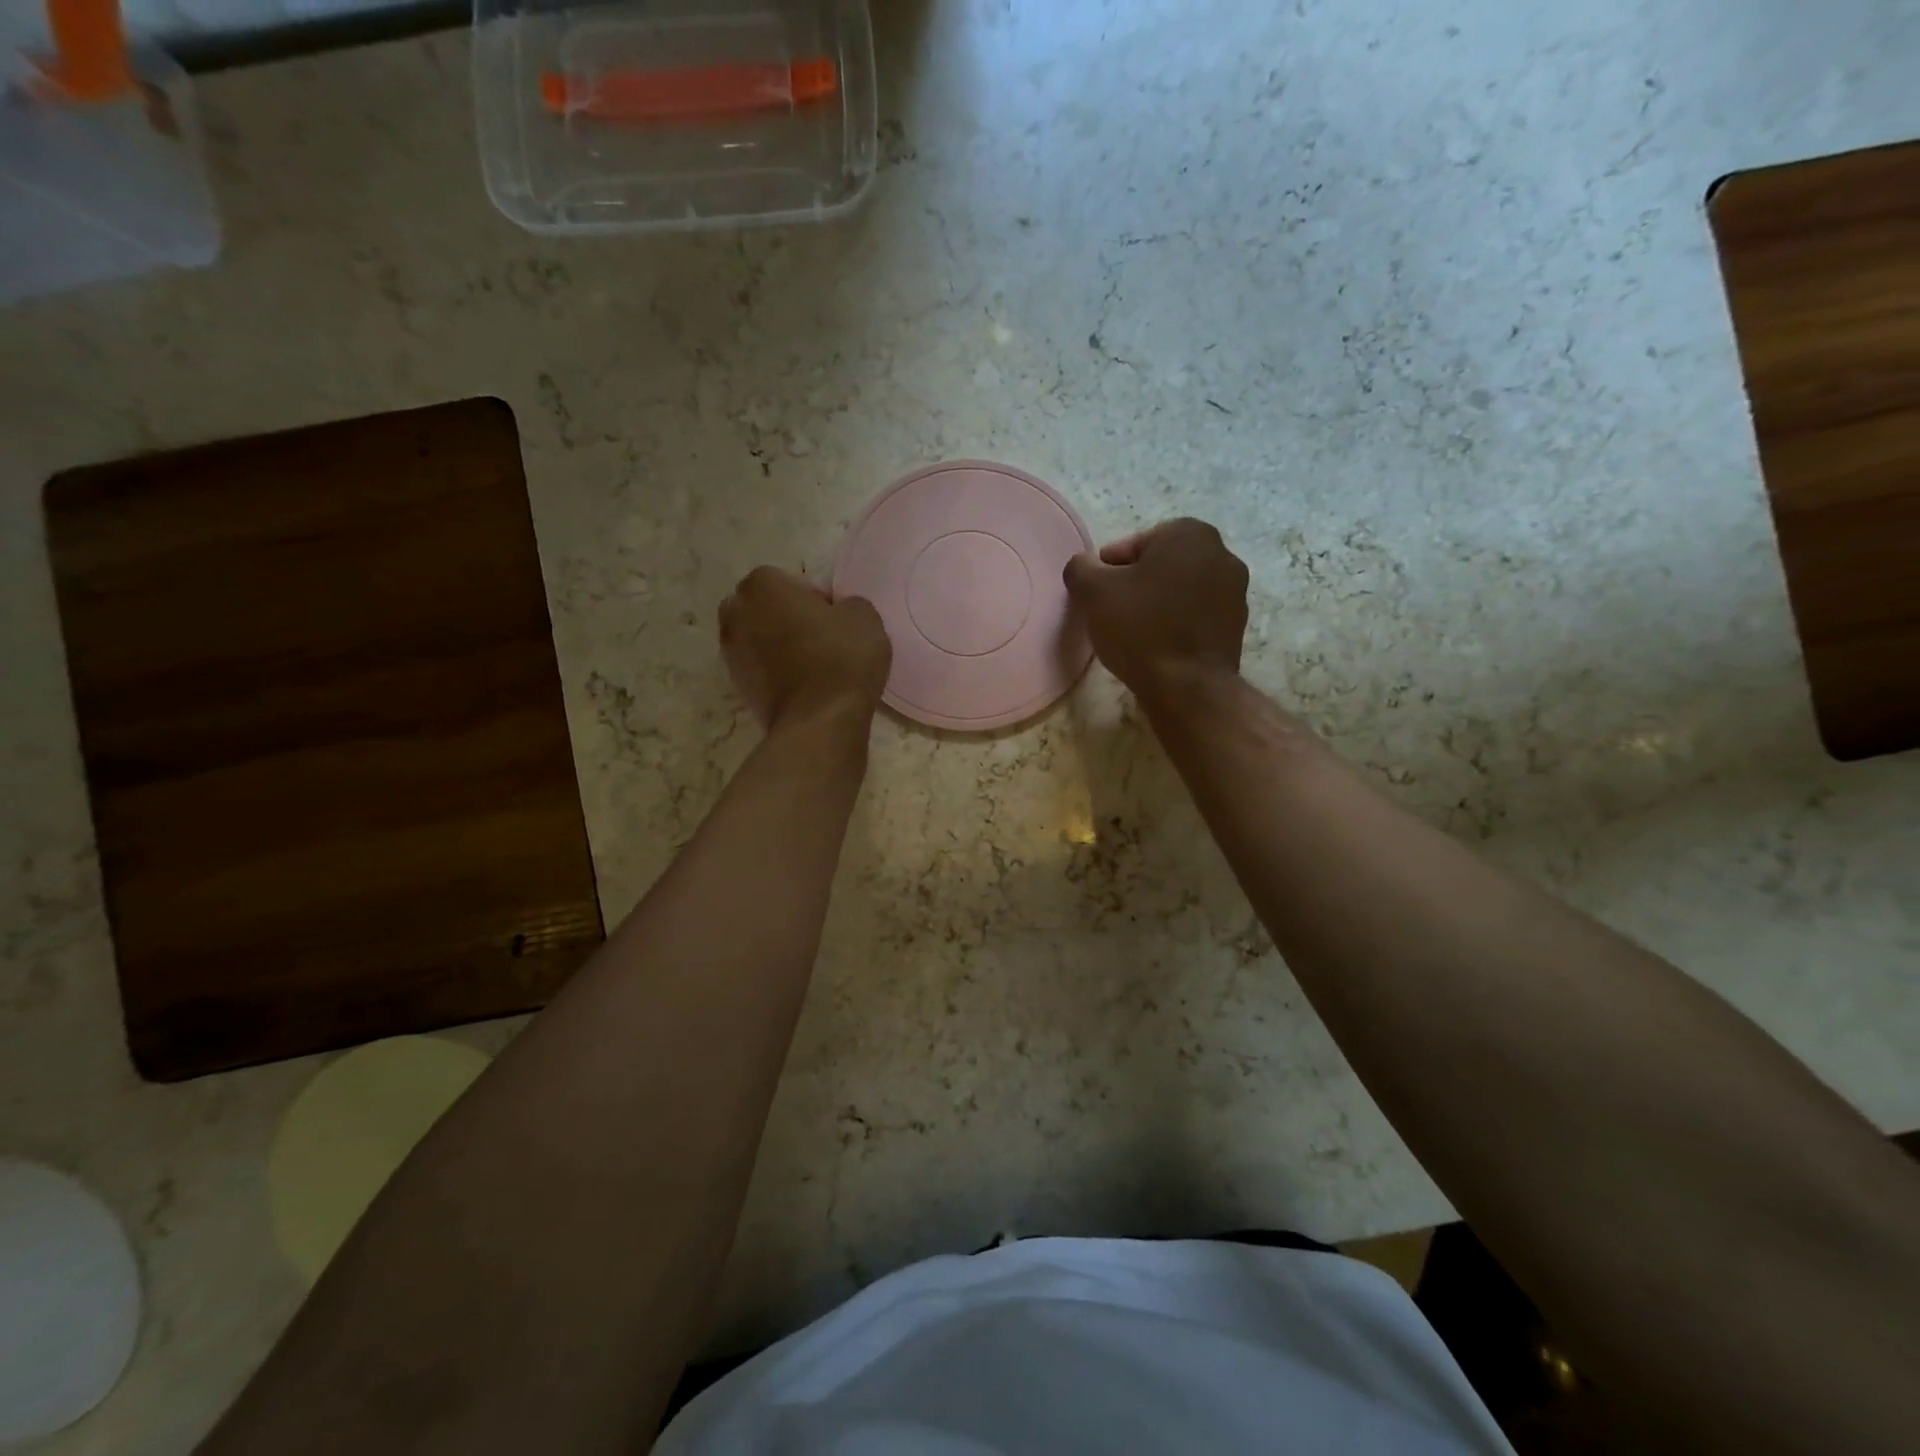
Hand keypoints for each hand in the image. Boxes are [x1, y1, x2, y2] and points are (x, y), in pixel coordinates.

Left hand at [719, 568, 891, 731]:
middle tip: (821, 638)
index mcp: (762, 586)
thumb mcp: (865, 618)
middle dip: (787, 617)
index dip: (816, 600)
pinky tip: (804, 686)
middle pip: (766, 607)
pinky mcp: (737, 686)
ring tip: (813, 665)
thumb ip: (847, 604)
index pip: (791, 582)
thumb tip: (837, 614)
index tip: (835, 621)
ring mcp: (730, 652)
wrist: (818, 722)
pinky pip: (760, 667)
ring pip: (760, 638)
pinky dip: (776, 671)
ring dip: (780, 645)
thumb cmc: (841, 659)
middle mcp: (736, 613)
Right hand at [1063, 518, 1249, 698]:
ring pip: (1179, 591)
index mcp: (1189, 533)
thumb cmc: (1140, 628)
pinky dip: (1176, 625)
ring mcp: (1236, 591)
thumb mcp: (1092, 591)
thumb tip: (1085, 566)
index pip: (1132, 545)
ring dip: (1157, 605)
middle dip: (1135, 586)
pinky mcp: (1237, 624)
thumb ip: (1080, 567)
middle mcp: (1221, 553)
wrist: (1187, 687)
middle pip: (1159, 566)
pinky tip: (1159, 648)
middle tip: (1113, 615)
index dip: (1108, 572)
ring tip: (1135, 635)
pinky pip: (1195, 616)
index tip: (1098, 599)